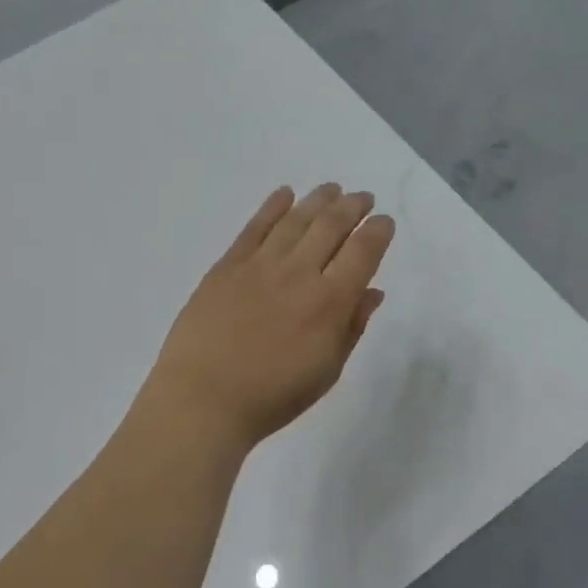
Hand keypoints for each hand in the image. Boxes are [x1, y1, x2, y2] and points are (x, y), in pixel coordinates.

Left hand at [144, 184, 395, 454]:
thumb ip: (352, 326)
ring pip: (296, 220)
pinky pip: (255, 227)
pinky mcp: (228, 265)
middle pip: (331, 226)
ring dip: (318, 200)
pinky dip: (272, 206)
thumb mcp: (327, 371)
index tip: (383, 222)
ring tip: (332, 188)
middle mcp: (299, 273)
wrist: (204, 399)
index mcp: (330, 302)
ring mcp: (261, 265)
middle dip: (352, 207)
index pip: (363, 253)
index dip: (378, 232)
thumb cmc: (272, 396)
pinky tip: (284, 194)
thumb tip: (372, 291)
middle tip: (362, 198)